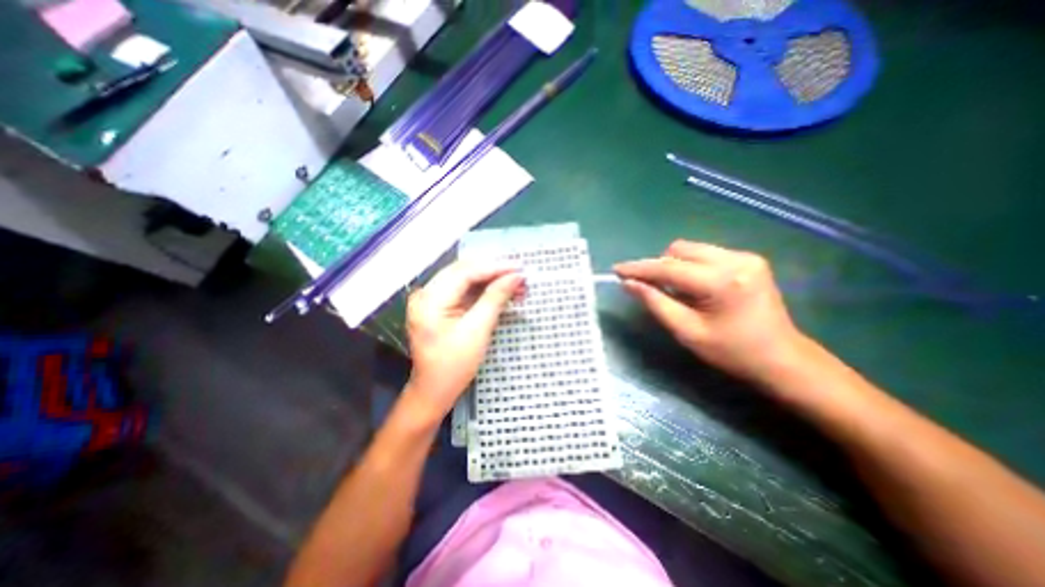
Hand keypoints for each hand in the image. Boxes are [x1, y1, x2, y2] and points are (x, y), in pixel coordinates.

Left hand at [406, 262, 526, 421]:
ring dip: (492, 280)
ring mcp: (431, 298)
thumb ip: (495, 299)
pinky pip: (464, 290)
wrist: (435, 390)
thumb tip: (515, 277)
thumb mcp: (477, 331)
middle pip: (464, 271)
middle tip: (521, 276)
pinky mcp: (440, 305)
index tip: (519, 268)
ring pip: (466, 279)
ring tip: (517, 285)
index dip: (494, 267)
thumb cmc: (454, 366)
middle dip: (495, 272)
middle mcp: (426, 293)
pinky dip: (484, 290)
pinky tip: (502, 292)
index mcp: (430, 300)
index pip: (465, 272)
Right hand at [615, 240, 800, 381]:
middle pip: (679, 250)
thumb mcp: (686, 331)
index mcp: (721, 282)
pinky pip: (705, 254)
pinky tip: (694, 287)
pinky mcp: (748, 259)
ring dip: (674, 266)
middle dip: (659, 266)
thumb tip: (629, 283)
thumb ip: (655, 303)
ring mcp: (745, 257)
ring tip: (674, 290)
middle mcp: (735, 260)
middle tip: (651, 287)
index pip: (669, 268)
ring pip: (691, 249)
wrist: (782, 359)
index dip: (639, 268)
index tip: (617, 269)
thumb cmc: (731, 352)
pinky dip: (690, 267)